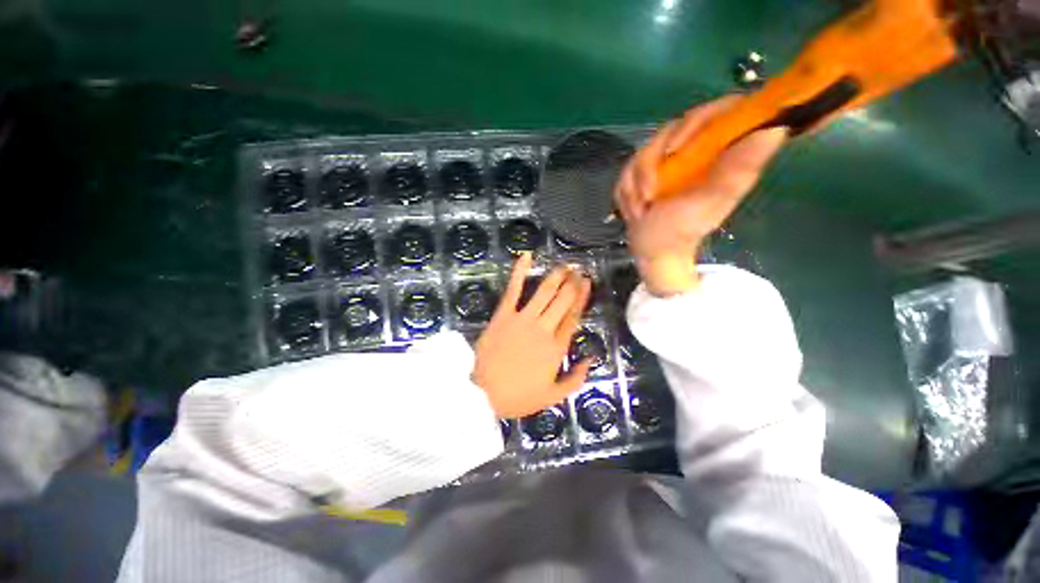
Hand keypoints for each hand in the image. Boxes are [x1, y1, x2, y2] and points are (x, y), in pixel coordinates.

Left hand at [472, 253, 591, 418]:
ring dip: (556, 276)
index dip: (582, 298)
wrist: (482, 393)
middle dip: (573, 283)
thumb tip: (590, 359)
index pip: (574, 317)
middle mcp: (544, 328)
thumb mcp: (553, 396)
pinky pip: (513, 289)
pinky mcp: (504, 314)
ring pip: (544, 292)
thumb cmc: (518, 396)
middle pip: (563, 301)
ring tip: (565, 265)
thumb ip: (575, 379)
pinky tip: (526, 256)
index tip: (588, 284)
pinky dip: (519, 272)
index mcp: (556, 348)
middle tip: (579, 270)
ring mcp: (523, 319)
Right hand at [614, 96, 786, 296]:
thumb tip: (776, 128)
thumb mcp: (713, 201)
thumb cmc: (684, 229)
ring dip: (636, 183)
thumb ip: (739, 169)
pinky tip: (635, 208)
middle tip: (650, 195)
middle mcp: (695, 149)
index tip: (675, 151)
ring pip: (643, 151)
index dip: (696, 122)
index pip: (718, 112)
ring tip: (642, 208)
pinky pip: (628, 169)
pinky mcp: (644, 172)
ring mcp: (666, 160)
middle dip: (651, 166)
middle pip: (671, 129)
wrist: (654, 250)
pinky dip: (627, 191)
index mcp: (719, 151)